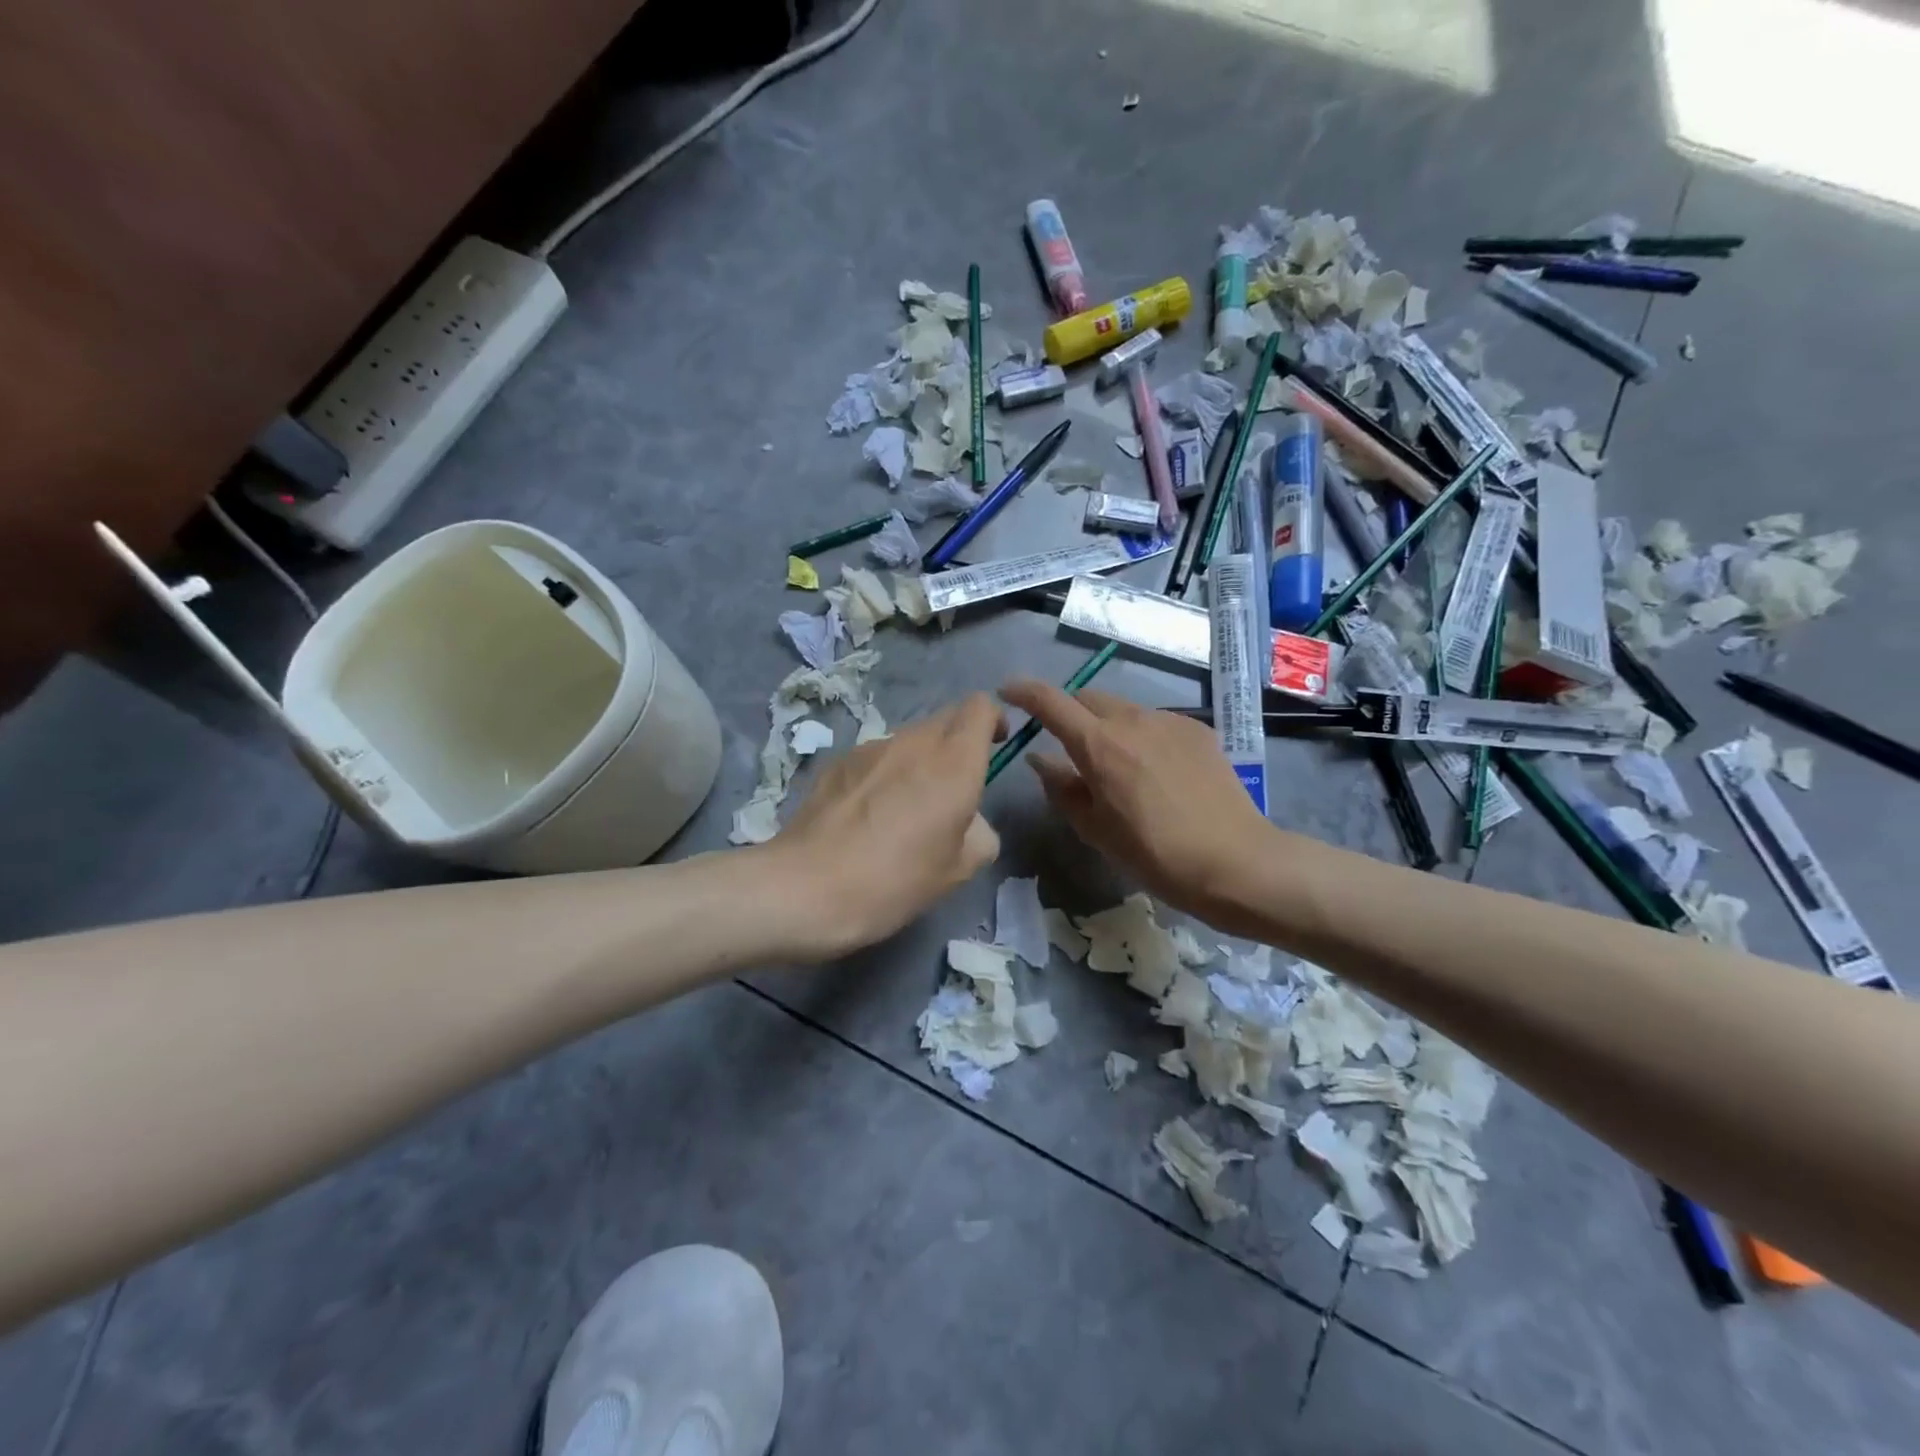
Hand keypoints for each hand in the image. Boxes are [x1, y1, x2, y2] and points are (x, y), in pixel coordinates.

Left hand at [768, 694, 1004, 959]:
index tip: (994, 748)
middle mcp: (914, 741)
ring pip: (909, 738)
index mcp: (954, 762)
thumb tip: (970, 822)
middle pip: (946, 718)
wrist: (806, 888)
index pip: (981, 707)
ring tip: (906, 808)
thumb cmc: (895, 881)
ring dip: (920, 760)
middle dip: (959, 741)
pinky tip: (868, 816)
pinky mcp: (837, 762)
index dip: (994, 721)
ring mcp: (870, 747)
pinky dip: (885, 773)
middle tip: (955, 788)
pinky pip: (876, 756)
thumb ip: (980, 834)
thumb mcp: (958, 870)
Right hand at [999, 678, 1277, 929]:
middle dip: (1069, 713)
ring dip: (1107, 727)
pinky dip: (1141, 737)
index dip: (1023, 691)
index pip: (1051, 702)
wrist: (1235, 861)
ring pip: (1123, 710)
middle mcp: (1132, 721)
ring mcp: (1169, 722)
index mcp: (1099, 746)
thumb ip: (1061, 788)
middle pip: (1088, 698)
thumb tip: (1039, 759)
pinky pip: (1156, 723)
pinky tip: (1157, 773)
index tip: (1007, 692)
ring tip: (1118, 767)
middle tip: (1069, 746)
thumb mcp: (1095, 829)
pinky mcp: (1198, 730)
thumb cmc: (1154, 855)